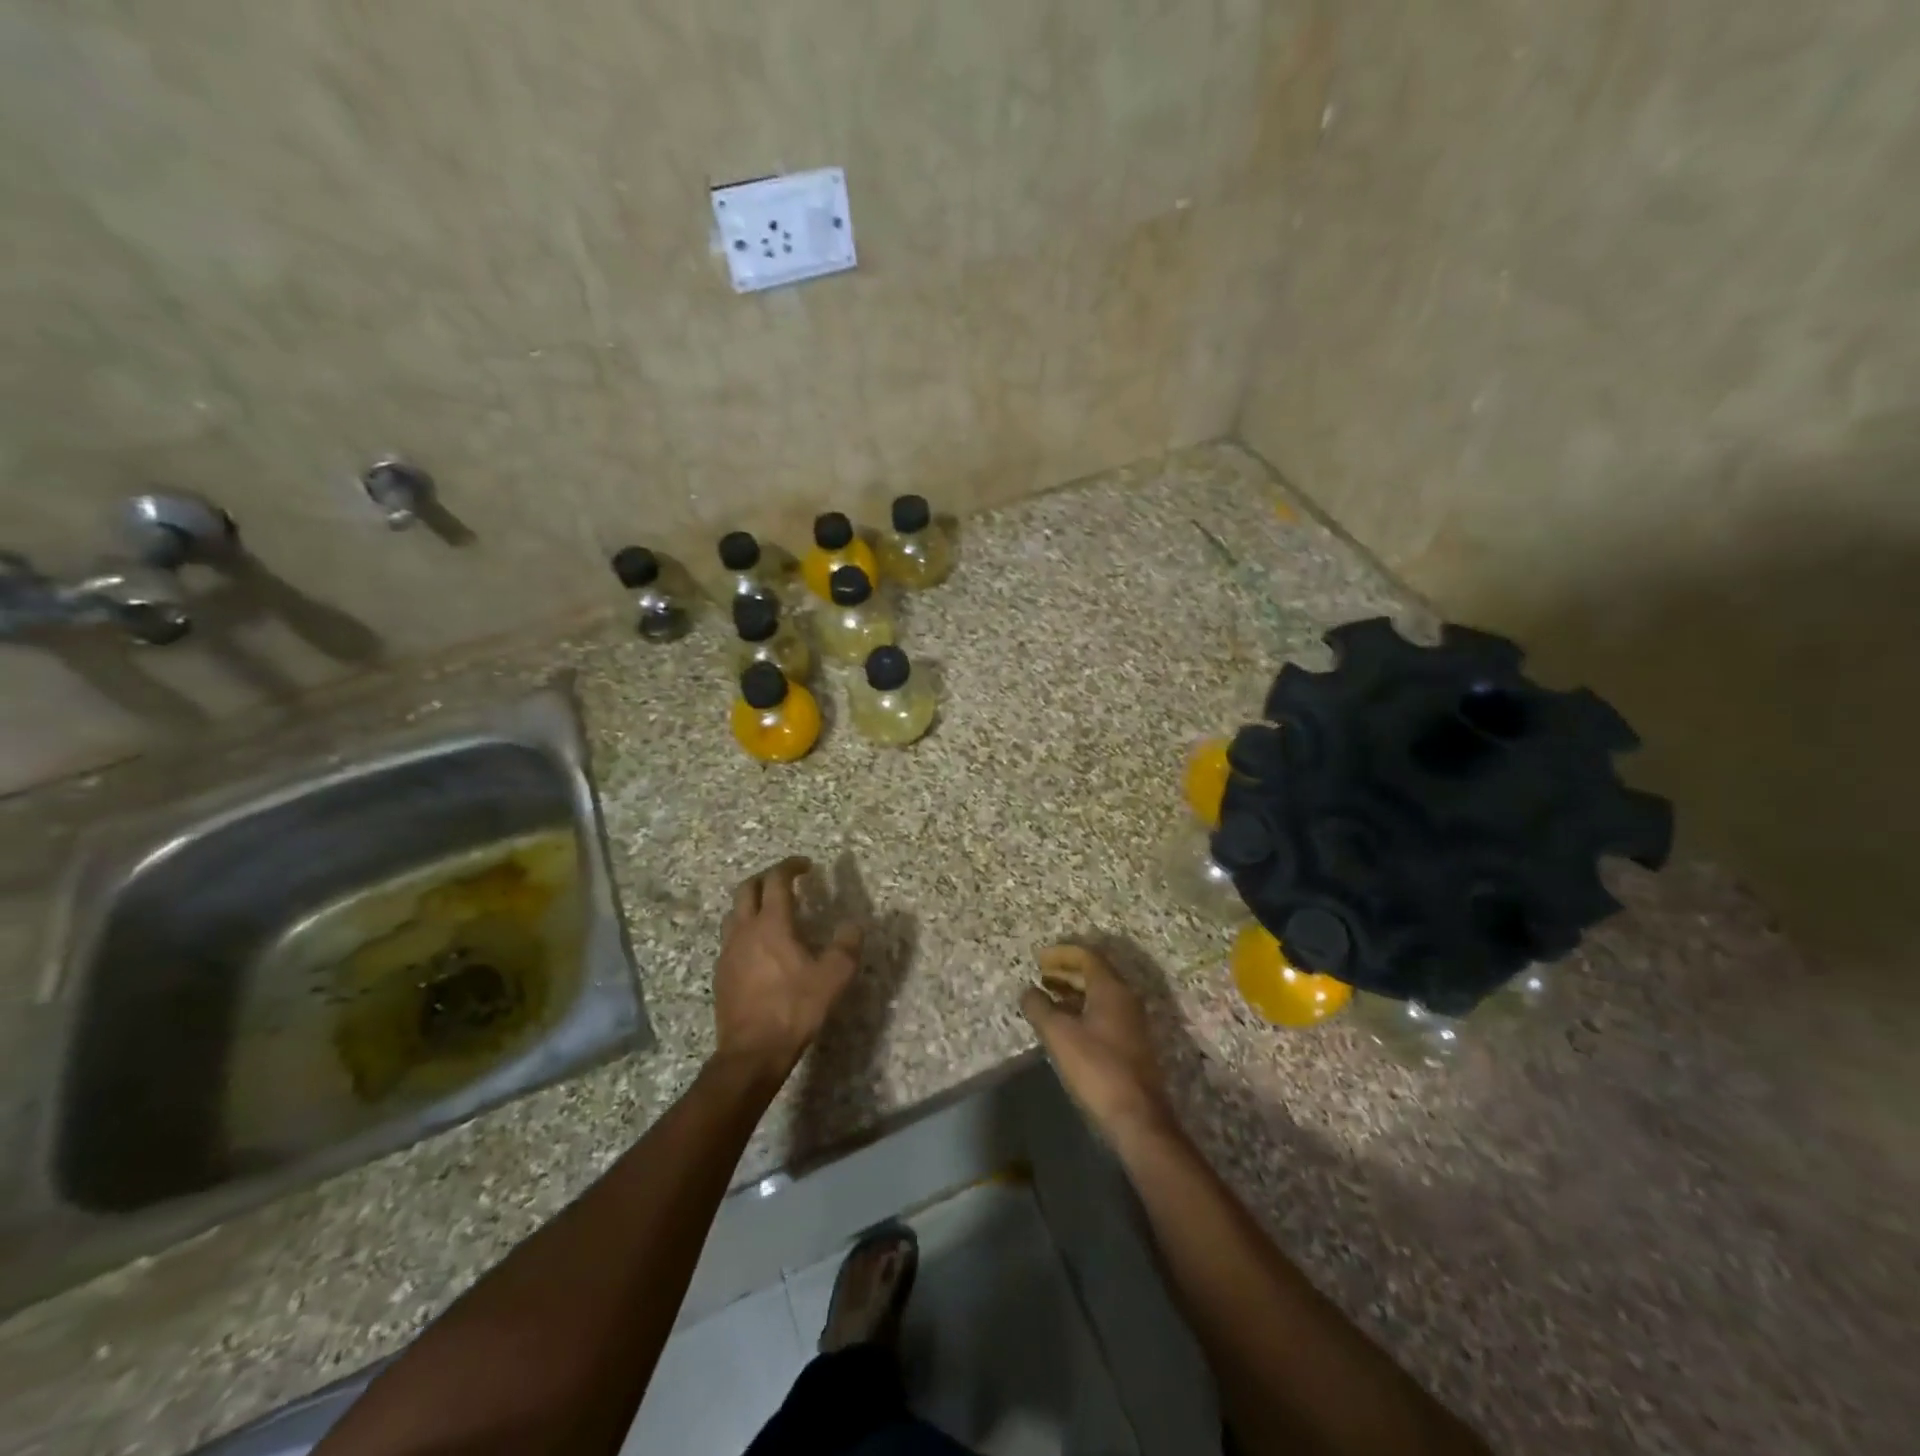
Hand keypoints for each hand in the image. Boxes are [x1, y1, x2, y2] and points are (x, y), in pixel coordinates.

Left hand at [714, 857, 861, 1079]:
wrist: (751, 1052)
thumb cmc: (793, 1009)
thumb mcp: (833, 977)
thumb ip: (846, 947)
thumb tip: (854, 925)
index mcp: (771, 924)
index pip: (776, 880)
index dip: (790, 866)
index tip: (806, 866)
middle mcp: (744, 931)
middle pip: (746, 889)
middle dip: (766, 878)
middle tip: (787, 881)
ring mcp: (728, 952)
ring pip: (734, 913)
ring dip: (751, 903)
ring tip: (771, 911)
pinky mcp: (721, 974)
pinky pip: (731, 939)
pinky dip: (745, 930)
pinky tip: (760, 948)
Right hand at [1020, 944, 1174, 1143]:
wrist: (1137, 1117)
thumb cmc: (1096, 1069)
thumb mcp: (1059, 1035)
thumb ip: (1040, 1008)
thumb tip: (1028, 991)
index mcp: (1111, 989)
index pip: (1087, 957)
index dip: (1061, 954)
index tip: (1039, 959)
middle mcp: (1126, 998)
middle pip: (1094, 973)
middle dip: (1066, 971)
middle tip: (1041, 975)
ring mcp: (1132, 1021)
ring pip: (1099, 994)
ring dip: (1073, 991)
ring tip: (1047, 997)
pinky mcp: (1131, 1043)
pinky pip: (1104, 1012)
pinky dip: (1082, 1009)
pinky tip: (1065, 1024)